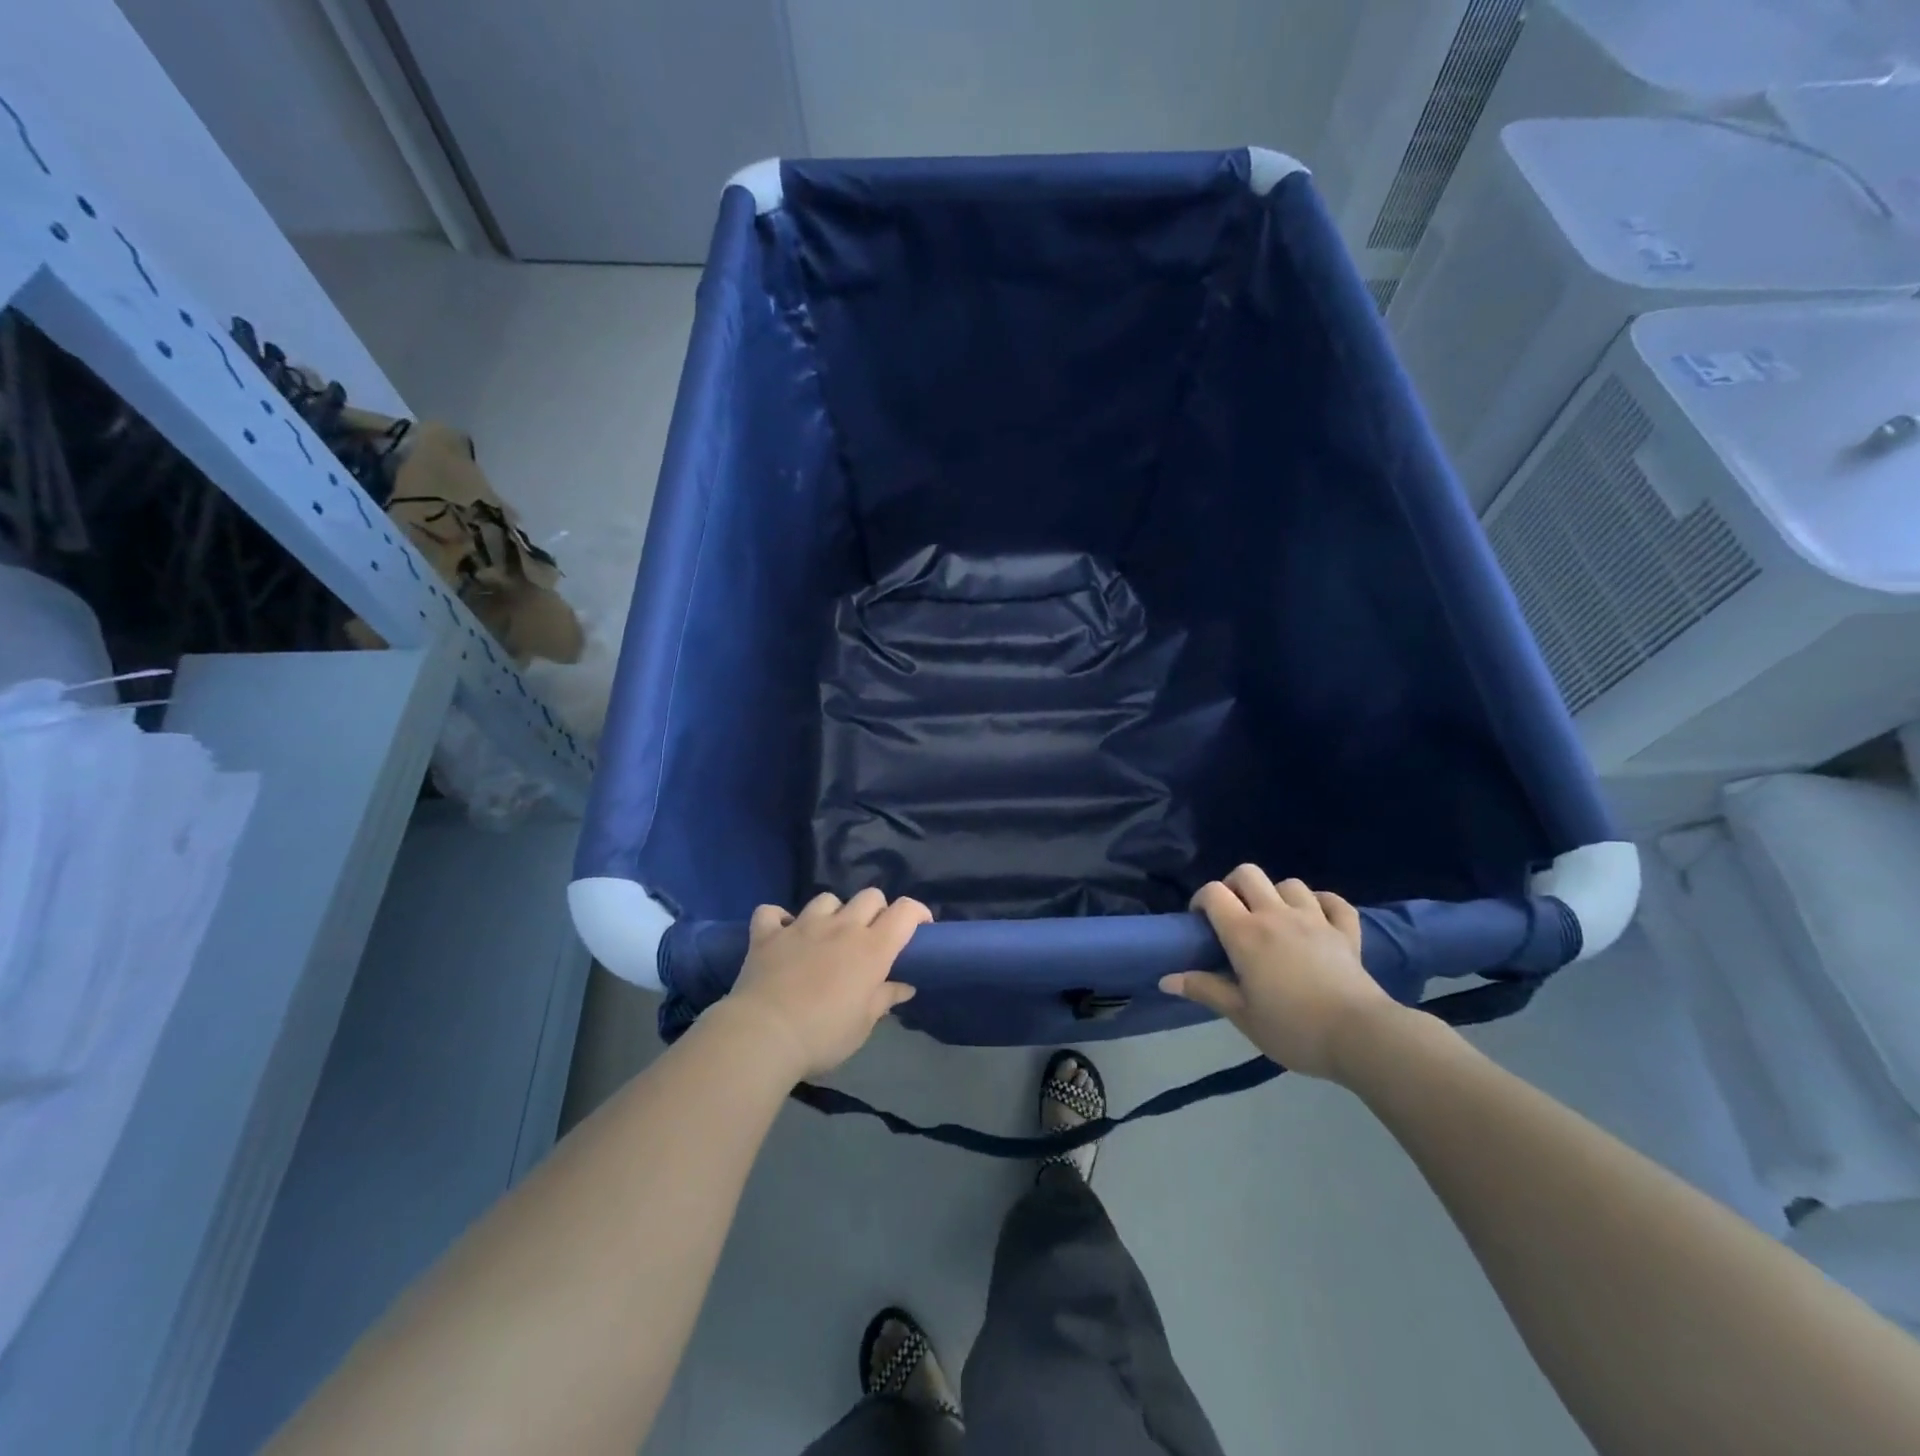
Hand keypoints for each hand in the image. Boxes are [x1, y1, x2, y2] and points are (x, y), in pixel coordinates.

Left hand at [717, 888, 930, 1081]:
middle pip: (870, 896)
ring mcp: (802, 925)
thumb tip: (904, 986)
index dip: (917, 913)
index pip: (905, 911)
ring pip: (826, 899)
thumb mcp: (862, 1025)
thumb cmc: (823, 1035)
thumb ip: (884, 999)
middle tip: (871, 937)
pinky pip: (772, 912)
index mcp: (872, 948)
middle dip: (876, 910)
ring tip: (826, 935)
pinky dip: (778, 920)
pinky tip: (781, 934)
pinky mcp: (767, 934)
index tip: (920, 928)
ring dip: (831, 913)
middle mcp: (841, 927)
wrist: (763, 1035)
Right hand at [1160, 865, 1401, 1081]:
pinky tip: (1316, 917)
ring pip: (1289, 883)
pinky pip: (1334, 902)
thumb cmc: (1293, 1028)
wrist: (1361, 1037)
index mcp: (1246, 933)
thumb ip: (1205, 990)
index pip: (1213, 893)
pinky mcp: (1346, 932)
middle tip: (1233, 915)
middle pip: (1248, 873)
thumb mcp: (1241, 1015)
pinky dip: (1322, 903)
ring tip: (1273, 919)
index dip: (1201, 901)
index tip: (1200, 924)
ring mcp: (1315, 919)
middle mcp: (1276, 915)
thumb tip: (1166, 979)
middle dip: (1233, 886)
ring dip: (1276, 894)